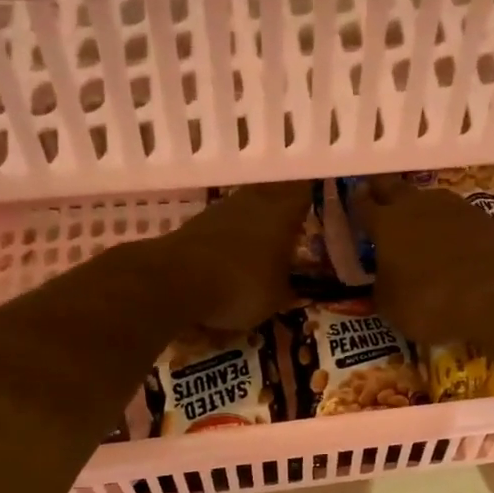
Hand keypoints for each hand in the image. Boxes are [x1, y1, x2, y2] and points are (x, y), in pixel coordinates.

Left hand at [159, 181, 312, 331]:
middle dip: (282, 215)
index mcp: (282, 213)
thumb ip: (287, 287)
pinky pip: (223, 228)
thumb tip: (291, 285)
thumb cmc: (241, 286)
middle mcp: (254, 201)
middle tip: (292, 234)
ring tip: (261, 250)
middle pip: (274, 198)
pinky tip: (231, 260)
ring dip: (253, 227)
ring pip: (246, 211)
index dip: (312, 202)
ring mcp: (221, 209)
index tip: (318, 214)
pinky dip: (230, 241)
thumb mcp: (276, 298)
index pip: (305, 194)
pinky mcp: (196, 223)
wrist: (175, 281)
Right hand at [348, 176, 493, 342]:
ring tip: (419, 220)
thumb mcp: (391, 306)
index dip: (357, 202)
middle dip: (384, 191)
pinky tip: (455, 242)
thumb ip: (381, 287)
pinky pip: (460, 218)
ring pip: (430, 199)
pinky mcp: (486, 219)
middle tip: (379, 196)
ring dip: (421, 207)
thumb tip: (384, 280)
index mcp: (387, 224)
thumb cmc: (431, 304)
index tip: (354, 198)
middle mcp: (418, 206)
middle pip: (395, 188)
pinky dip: (452, 227)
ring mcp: (456, 208)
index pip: (363, 205)